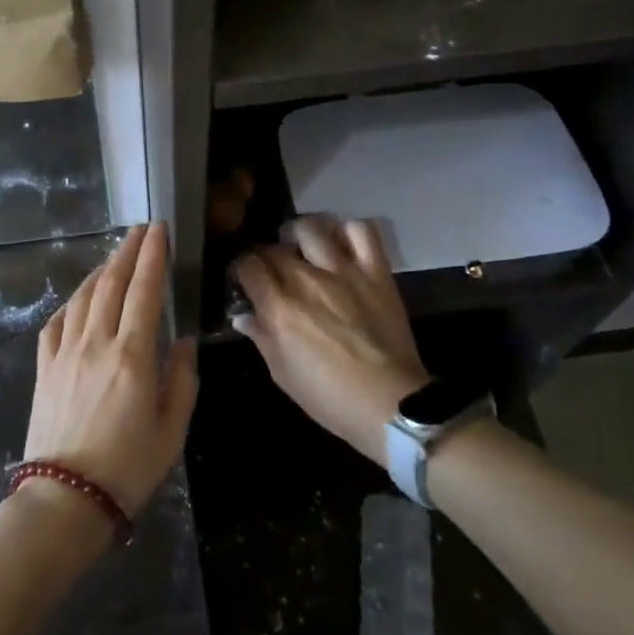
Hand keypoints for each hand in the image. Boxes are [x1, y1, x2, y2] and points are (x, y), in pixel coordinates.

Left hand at [24, 223, 198, 519]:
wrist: (66, 498)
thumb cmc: (128, 467)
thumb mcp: (172, 429)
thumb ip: (182, 379)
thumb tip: (183, 341)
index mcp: (132, 354)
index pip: (144, 290)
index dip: (152, 256)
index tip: (158, 230)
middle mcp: (96, 342)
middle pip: (111, 284)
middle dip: (127, 251)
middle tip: (139, 230)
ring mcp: (65, 352)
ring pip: (82, 297)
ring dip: (100, 271)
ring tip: (114, 256)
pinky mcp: (44, 367)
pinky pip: (57, 322)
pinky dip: (71, 302)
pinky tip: (79, 298)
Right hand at [232, 216, 428, 468]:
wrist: (392, 405)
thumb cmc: (330, 398)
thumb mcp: (283, 375)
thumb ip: (261, 338)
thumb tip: (243, 315)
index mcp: (280, 309)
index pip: (248, 265)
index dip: (241, 268)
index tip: (245, 279)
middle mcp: (306, 281)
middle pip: (275, 247)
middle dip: (267, 255)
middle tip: (272, 269)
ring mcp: (343, 272)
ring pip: (311, 228)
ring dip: (299, 234)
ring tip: (301, 247)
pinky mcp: (376, 272)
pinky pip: (361, 231)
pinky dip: (348, 231)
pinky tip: (341, 244)